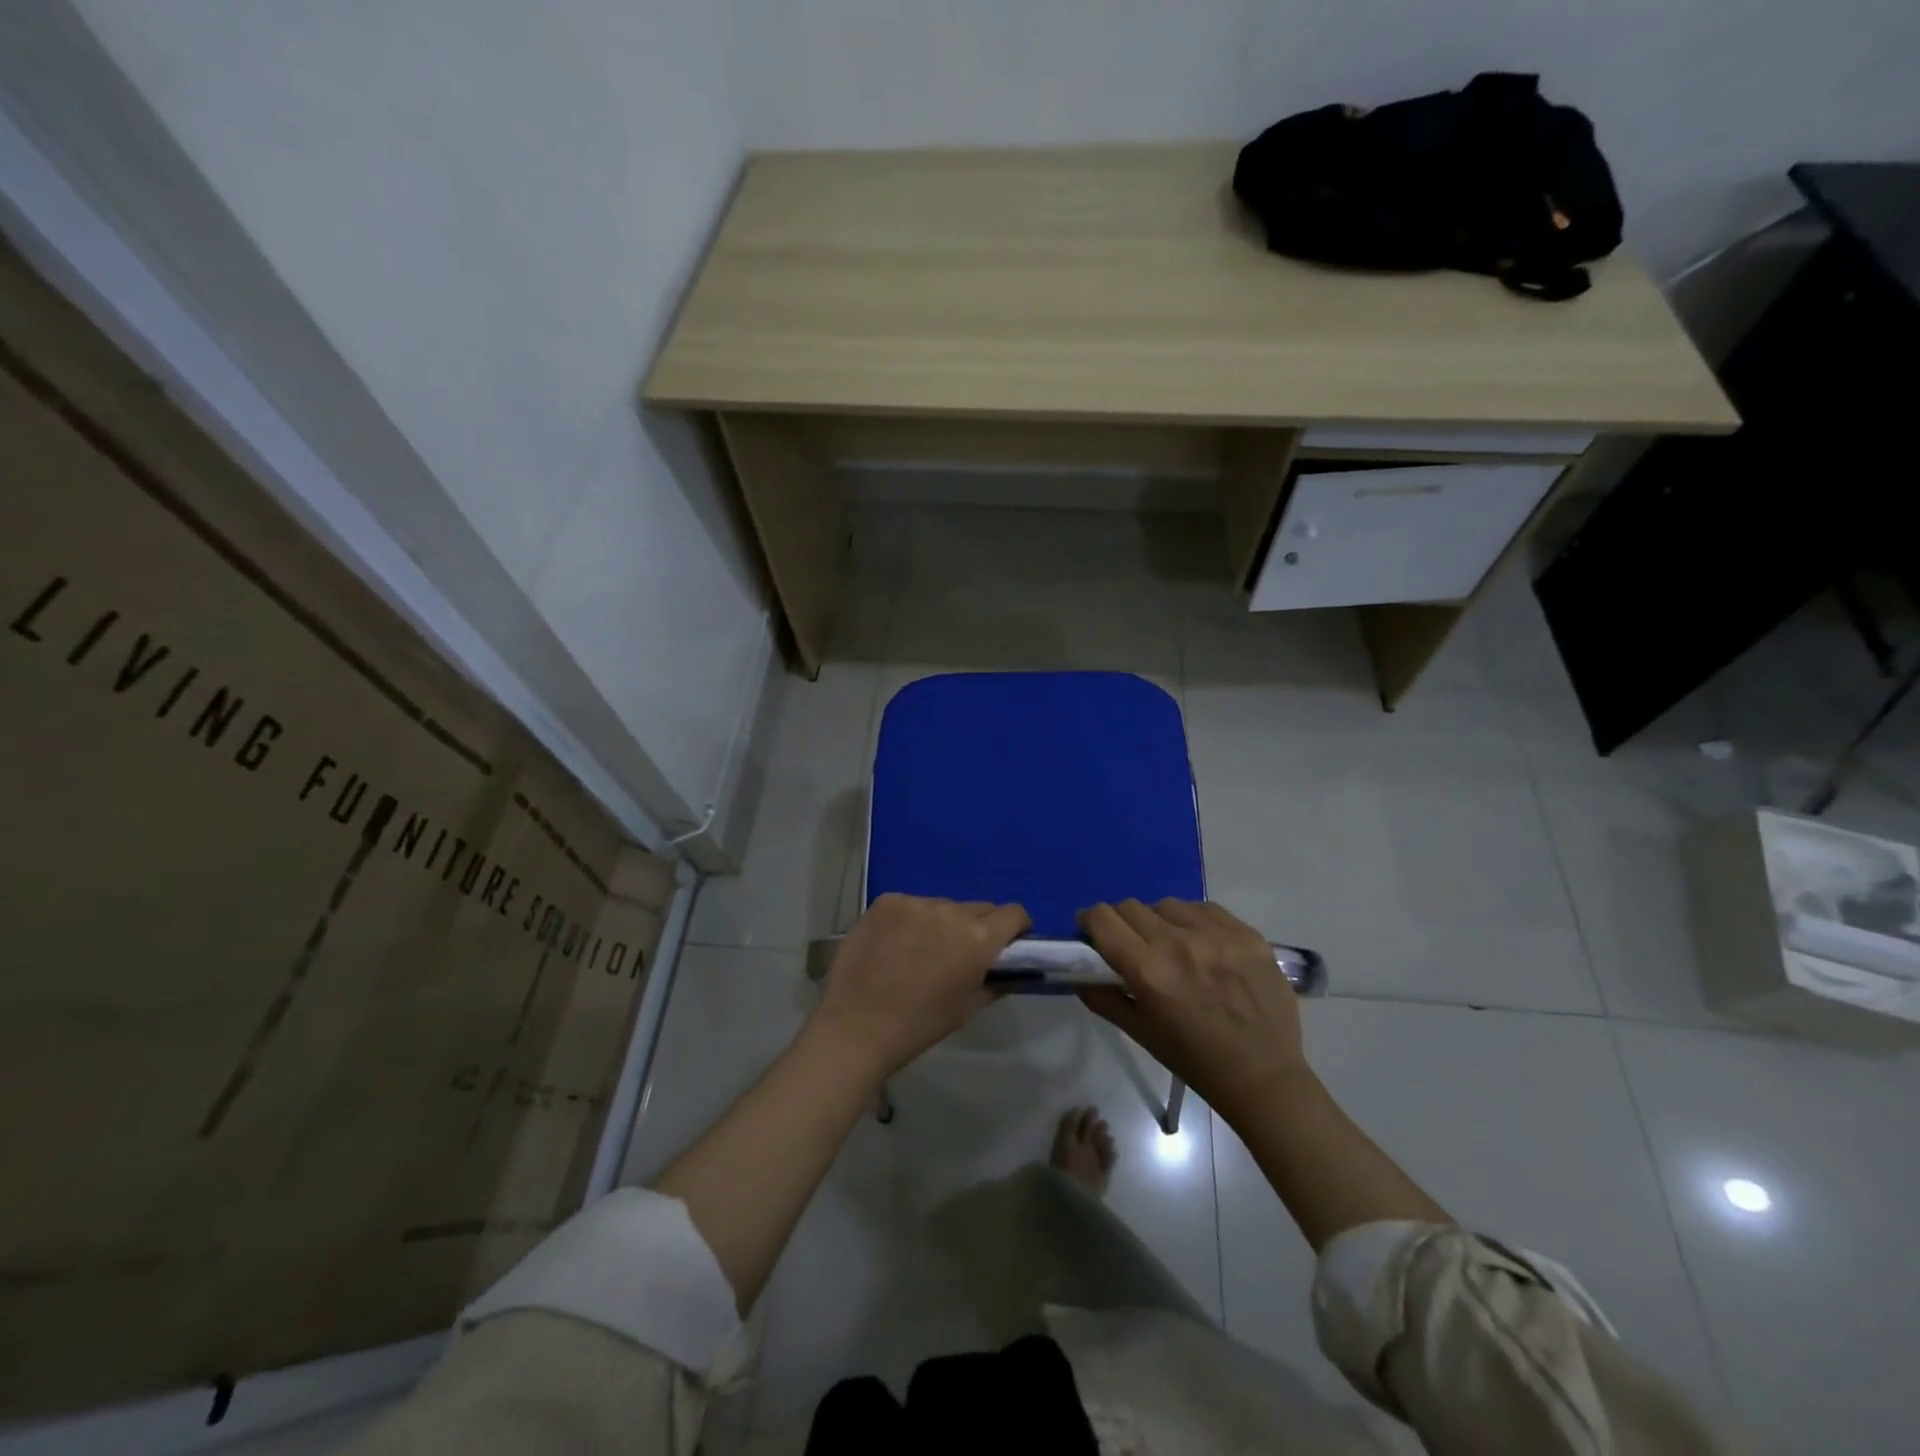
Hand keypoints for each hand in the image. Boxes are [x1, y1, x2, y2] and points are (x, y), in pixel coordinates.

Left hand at [813, 894, 1030, 1079]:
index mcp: (978, 938)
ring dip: (941, 922)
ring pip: (942, 906)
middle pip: (978, 908)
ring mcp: (915, 902)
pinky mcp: (887, 901)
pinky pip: (911, 905)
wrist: (857, 1026)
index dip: (1016, 927)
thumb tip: (1008, 969)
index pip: (1013, 914)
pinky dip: (910, 920)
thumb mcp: (968, 1008)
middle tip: (961, 952)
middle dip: (978, 926)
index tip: (1008, 942)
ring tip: (920, 950)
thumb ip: (994, 982)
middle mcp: (950, 911)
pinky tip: (894, 943)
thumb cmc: (919, 1025)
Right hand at [1078, 899, 1308, 1122]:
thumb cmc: (1194, 1059)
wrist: (1263, 1075)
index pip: (1103, 918)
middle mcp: (1179, 944)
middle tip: (1131, 943)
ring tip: (1171, 943)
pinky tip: (1201, 943)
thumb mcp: (1140, 1033)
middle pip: (1131, 906)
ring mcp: (1217, 935)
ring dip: (1159, 919)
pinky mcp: (1246, 933)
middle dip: (1121, 921)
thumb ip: (1102, 998)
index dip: (1090, 921)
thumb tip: (1078, 973)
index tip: (1092, 932)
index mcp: (1149, 971)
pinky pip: (1205, 909)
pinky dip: (1193, 920)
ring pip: (1168, 904)